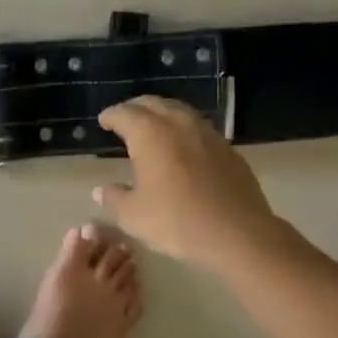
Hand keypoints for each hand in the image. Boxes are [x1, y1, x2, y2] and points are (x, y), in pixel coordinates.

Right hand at [95, 97, 278, 271]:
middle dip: (136, 108)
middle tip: (125, 118)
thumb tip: (101, 190)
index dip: (111, 116)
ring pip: (180, 112)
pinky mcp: (228, 149)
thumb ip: (114, 198)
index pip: (125, 114)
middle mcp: (179, 124)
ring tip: (153, 128)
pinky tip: (183, 147)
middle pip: (153, 104)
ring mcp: (208, 134)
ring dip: (162, 115)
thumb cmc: (176, 221)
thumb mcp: (134, 215)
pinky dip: (184, 131)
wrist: (236, 232)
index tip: (104, 120)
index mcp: (150, 134)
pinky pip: (199, 129)